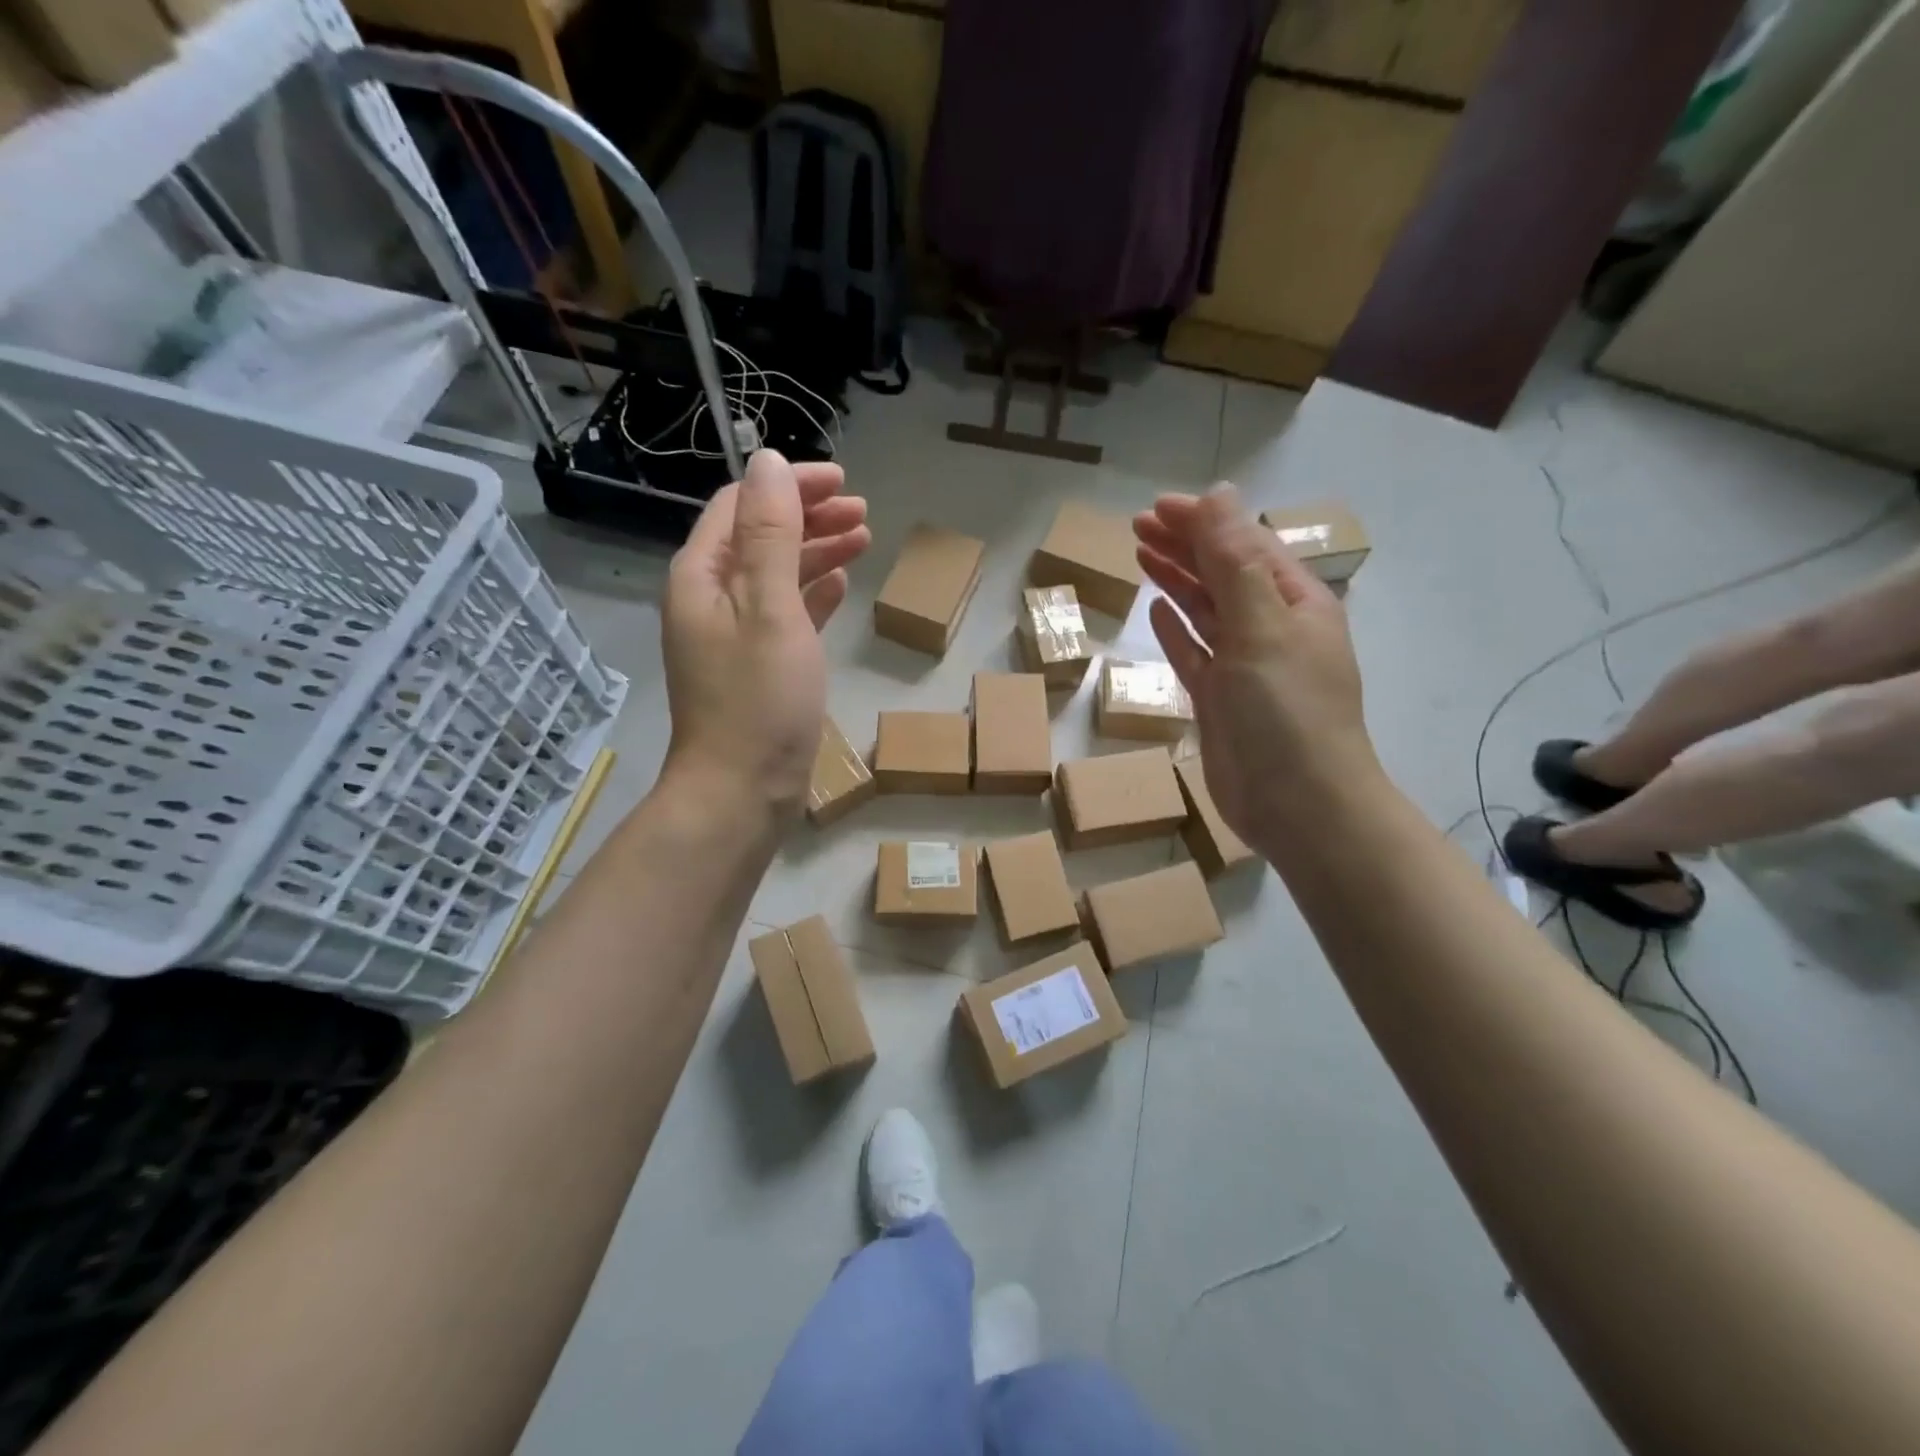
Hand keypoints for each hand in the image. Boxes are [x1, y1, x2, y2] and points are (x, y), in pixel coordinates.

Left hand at [661, 451, 869, 815]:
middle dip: (809, 516)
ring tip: (863, 540)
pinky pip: (784, 613)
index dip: (789, 485)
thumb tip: (767, 461)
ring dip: (816, 552)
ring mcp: (732, 634)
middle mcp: (710, 598)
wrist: (742, 791)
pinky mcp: (756, 666)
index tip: (842, 480)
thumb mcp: (770, 608)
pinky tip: (839, 586)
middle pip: (759, 536)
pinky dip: (811, 594)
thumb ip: (770, 533)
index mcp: (702, 576)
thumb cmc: (759, 700)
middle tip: (862, 512)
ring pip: (775, 574)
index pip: (741, 506)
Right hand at [1133, 486, 1381, 861]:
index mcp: (1294, 603)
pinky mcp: (1220, 699)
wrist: (1297, 805)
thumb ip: (1235, 561)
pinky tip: (1157, 610)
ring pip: (1206, 610)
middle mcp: (1271, 628)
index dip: (1203, 521)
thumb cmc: (1285, 711)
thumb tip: (1219, 494)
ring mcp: (1244, 666)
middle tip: (1136, 526)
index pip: (1245, 545)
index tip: (1155, 508)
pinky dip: (1177, 629)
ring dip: (1177, 580)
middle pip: (1223, 573)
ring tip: (1140, 554)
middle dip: (1184, 545)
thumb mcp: (1260, 626)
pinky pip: (1195, 652)